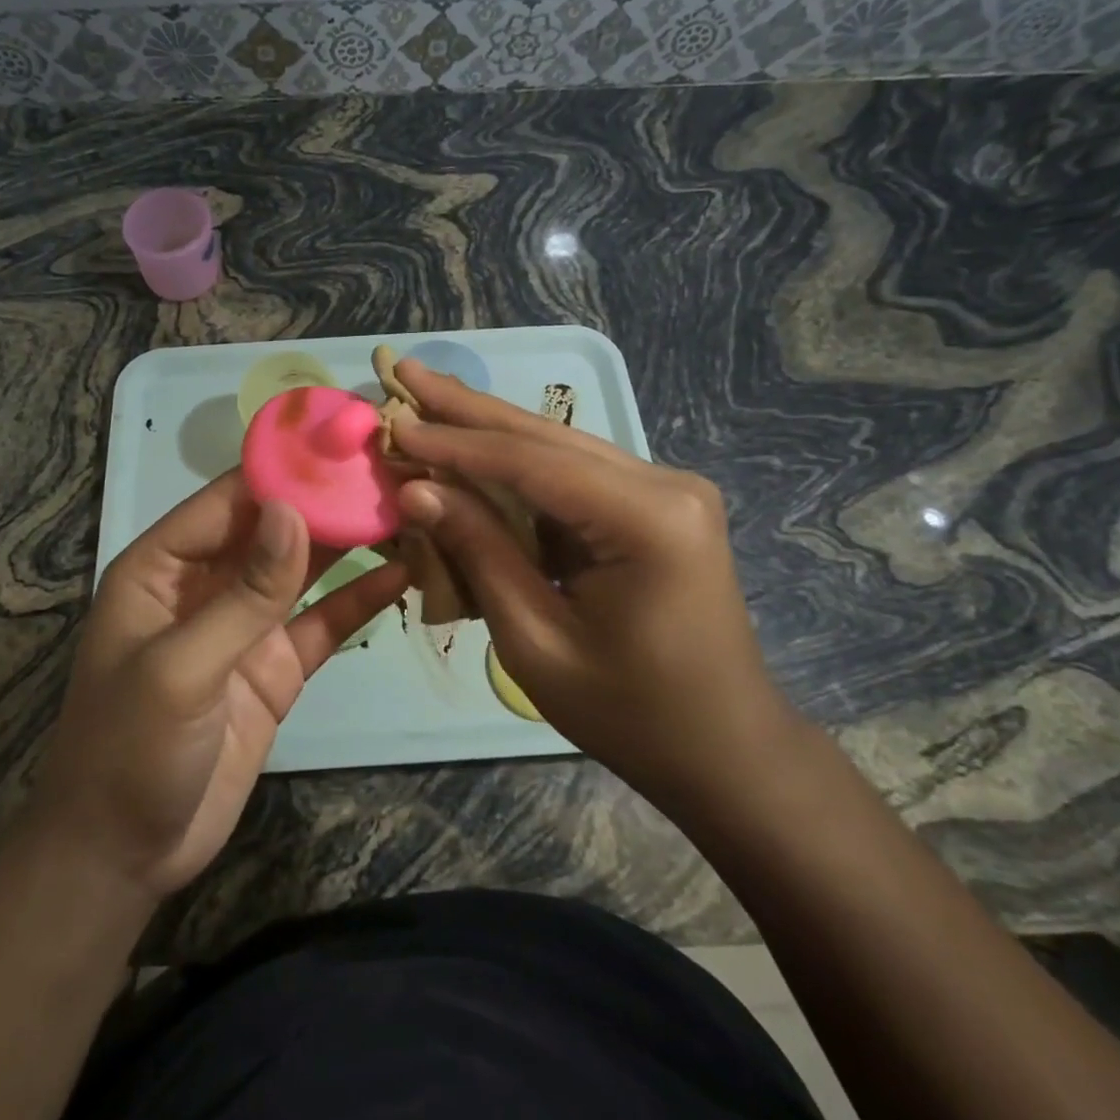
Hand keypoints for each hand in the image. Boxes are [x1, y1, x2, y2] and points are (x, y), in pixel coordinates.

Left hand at [23, 471, 408, 901]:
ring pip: (303, 568)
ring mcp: (246, 624)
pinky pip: (322, 622)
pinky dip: (358, 599)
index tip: (343, 444)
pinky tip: (402, 575)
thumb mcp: (181, 668)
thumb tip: (293, 510)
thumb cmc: (130, 751)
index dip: (283, 470)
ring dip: (348, 541)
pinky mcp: (277, 666)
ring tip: (406, 508)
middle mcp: (207, 583)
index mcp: (164, 565)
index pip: (229, 499)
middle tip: (391, 469)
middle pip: (273, 527)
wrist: (125, 857)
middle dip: (325, 500)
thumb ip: (244, 593)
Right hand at [390, 360, 799, 807]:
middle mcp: (664, 484)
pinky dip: (515, 468)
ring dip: (487, 430)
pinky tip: (471, 446)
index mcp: (648, 520)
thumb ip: (479, 554)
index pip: (531, 462)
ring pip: (555, 448)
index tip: (395, 421)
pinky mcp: (653, 504)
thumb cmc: (630, 712)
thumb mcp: (537, 642)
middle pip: (544, 436)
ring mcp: (664, 489)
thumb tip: (416, 489)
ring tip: (427, 397)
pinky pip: (570, 476)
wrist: (724, 749)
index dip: (455, 443)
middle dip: (467, 408)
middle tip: (405, 370)